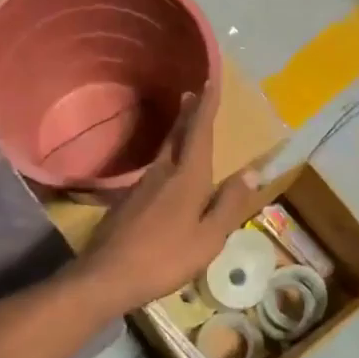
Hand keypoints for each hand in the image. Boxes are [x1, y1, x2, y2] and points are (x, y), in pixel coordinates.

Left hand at [78, 79, 265, 313]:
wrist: (107, 276)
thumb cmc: (165, 259)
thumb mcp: (209, 238)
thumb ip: (230, 204)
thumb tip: (252, 172)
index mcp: (187, 178)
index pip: (199, 133)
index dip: (206, 106)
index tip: (210, 81)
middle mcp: (162, 173)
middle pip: (178, 136)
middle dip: (188, 114)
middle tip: (193, 94)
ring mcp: (140, 186)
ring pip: (164, 153)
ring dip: (177, 135)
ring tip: (185, 126)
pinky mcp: (127, 202)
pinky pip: (153, 171)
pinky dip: (166, 160)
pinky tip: (167, 172)